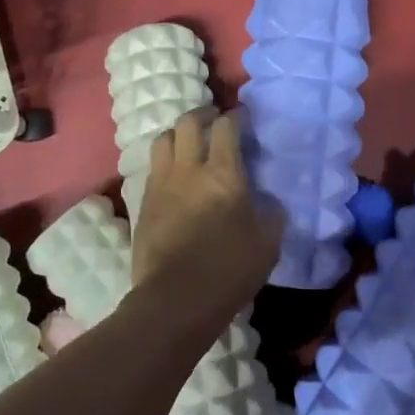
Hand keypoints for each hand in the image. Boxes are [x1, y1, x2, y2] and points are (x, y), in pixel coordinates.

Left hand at [130, 110, 279, 311]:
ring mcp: (161, 184)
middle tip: (214, 120)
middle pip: (188, 123)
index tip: (243, 117)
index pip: (226, 127)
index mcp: (223, 174)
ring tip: (189, 142)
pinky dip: (165, 161)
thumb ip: (271, 213)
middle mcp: (189, 169)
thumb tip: (267, 200)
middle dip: (203, 114)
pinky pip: (153, 167)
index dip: (236, 116)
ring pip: (163, 139)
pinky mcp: (143, 202)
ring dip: (178, 133)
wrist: (175, 300)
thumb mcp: (268, 243)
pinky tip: (174, 174)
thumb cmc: (229, 270)